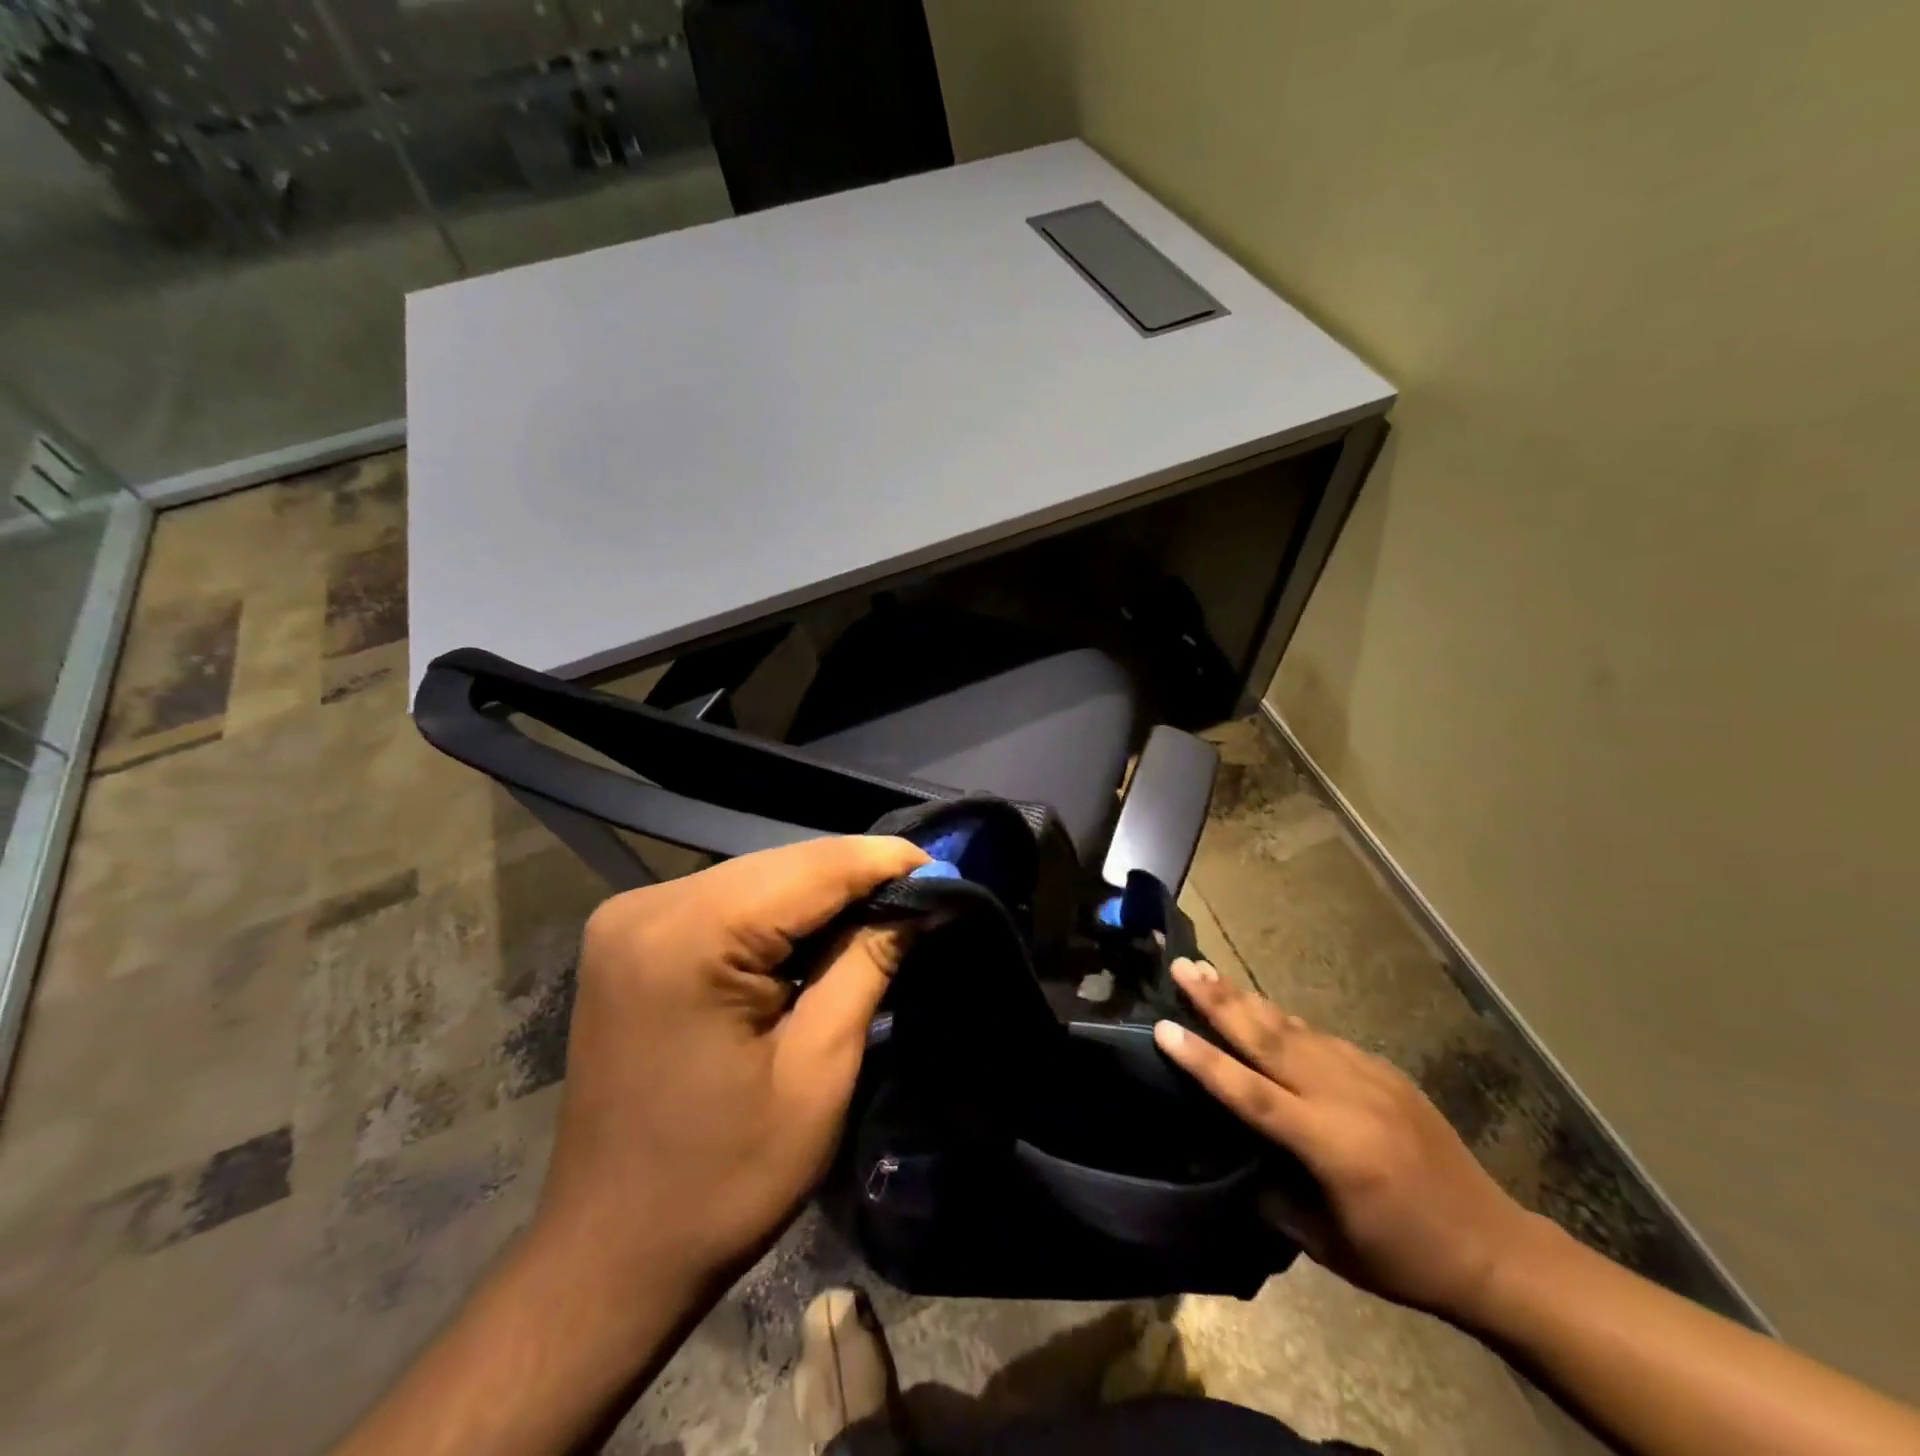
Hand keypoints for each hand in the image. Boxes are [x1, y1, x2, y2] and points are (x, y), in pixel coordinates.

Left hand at [531, 835, 927, 1307]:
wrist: (609, 1254)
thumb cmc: (724, 1180)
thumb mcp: (819, 1070)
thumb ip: (868, 964)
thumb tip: (920, 902)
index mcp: (689, 937)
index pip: (811, 868)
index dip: (885, 862)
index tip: (945, 872)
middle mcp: (648, 906)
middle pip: (781, 865)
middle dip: (856, 876)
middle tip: (922, 897)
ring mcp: (630, 918)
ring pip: (756, 877)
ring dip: (821, 894)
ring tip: (882, 914)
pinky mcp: (629, 937)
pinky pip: (725, 901)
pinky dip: (779, 913)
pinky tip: (817, 935)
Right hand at [1153, 959, 1539, 1323]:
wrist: (1493, 1247)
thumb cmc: (1404, 1257)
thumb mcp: (1328, 1245)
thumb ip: (1274, 1196)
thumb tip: (1231, 1157)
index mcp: (1330, 1146)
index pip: (1251, 1094)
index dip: (1204, 1061)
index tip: (1163, 1028)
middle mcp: (1344, 1097)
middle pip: (1269, 1039)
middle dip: (1219, 1000)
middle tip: (1182, 967)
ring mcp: (1367, 1076)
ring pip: (1292, 1028)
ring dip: (1245, 998)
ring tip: (1208, 971)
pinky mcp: (1383, 1071)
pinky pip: (1320, 1037)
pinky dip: (1283, 1019)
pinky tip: (1261, 1007)